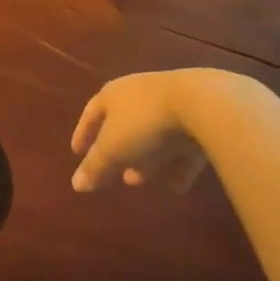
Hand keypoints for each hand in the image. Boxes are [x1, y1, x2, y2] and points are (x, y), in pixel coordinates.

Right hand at [70, 69, 236, 191]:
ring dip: (146, 159)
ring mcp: (172, 103)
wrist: (204, 105)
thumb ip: (94, 167)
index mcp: (113, 94)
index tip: (77, 153)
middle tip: (115, 174)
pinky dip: (176, 164)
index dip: (83, 134)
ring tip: (140, 181)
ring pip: (153, 134)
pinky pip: (182, 144)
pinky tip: (176, 186)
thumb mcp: (112, 149)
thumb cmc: (144, 123)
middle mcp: (140, 94)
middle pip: (124, 124)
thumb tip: (76, 185)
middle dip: (118, 151)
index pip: (91, 113)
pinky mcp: (200, 117)